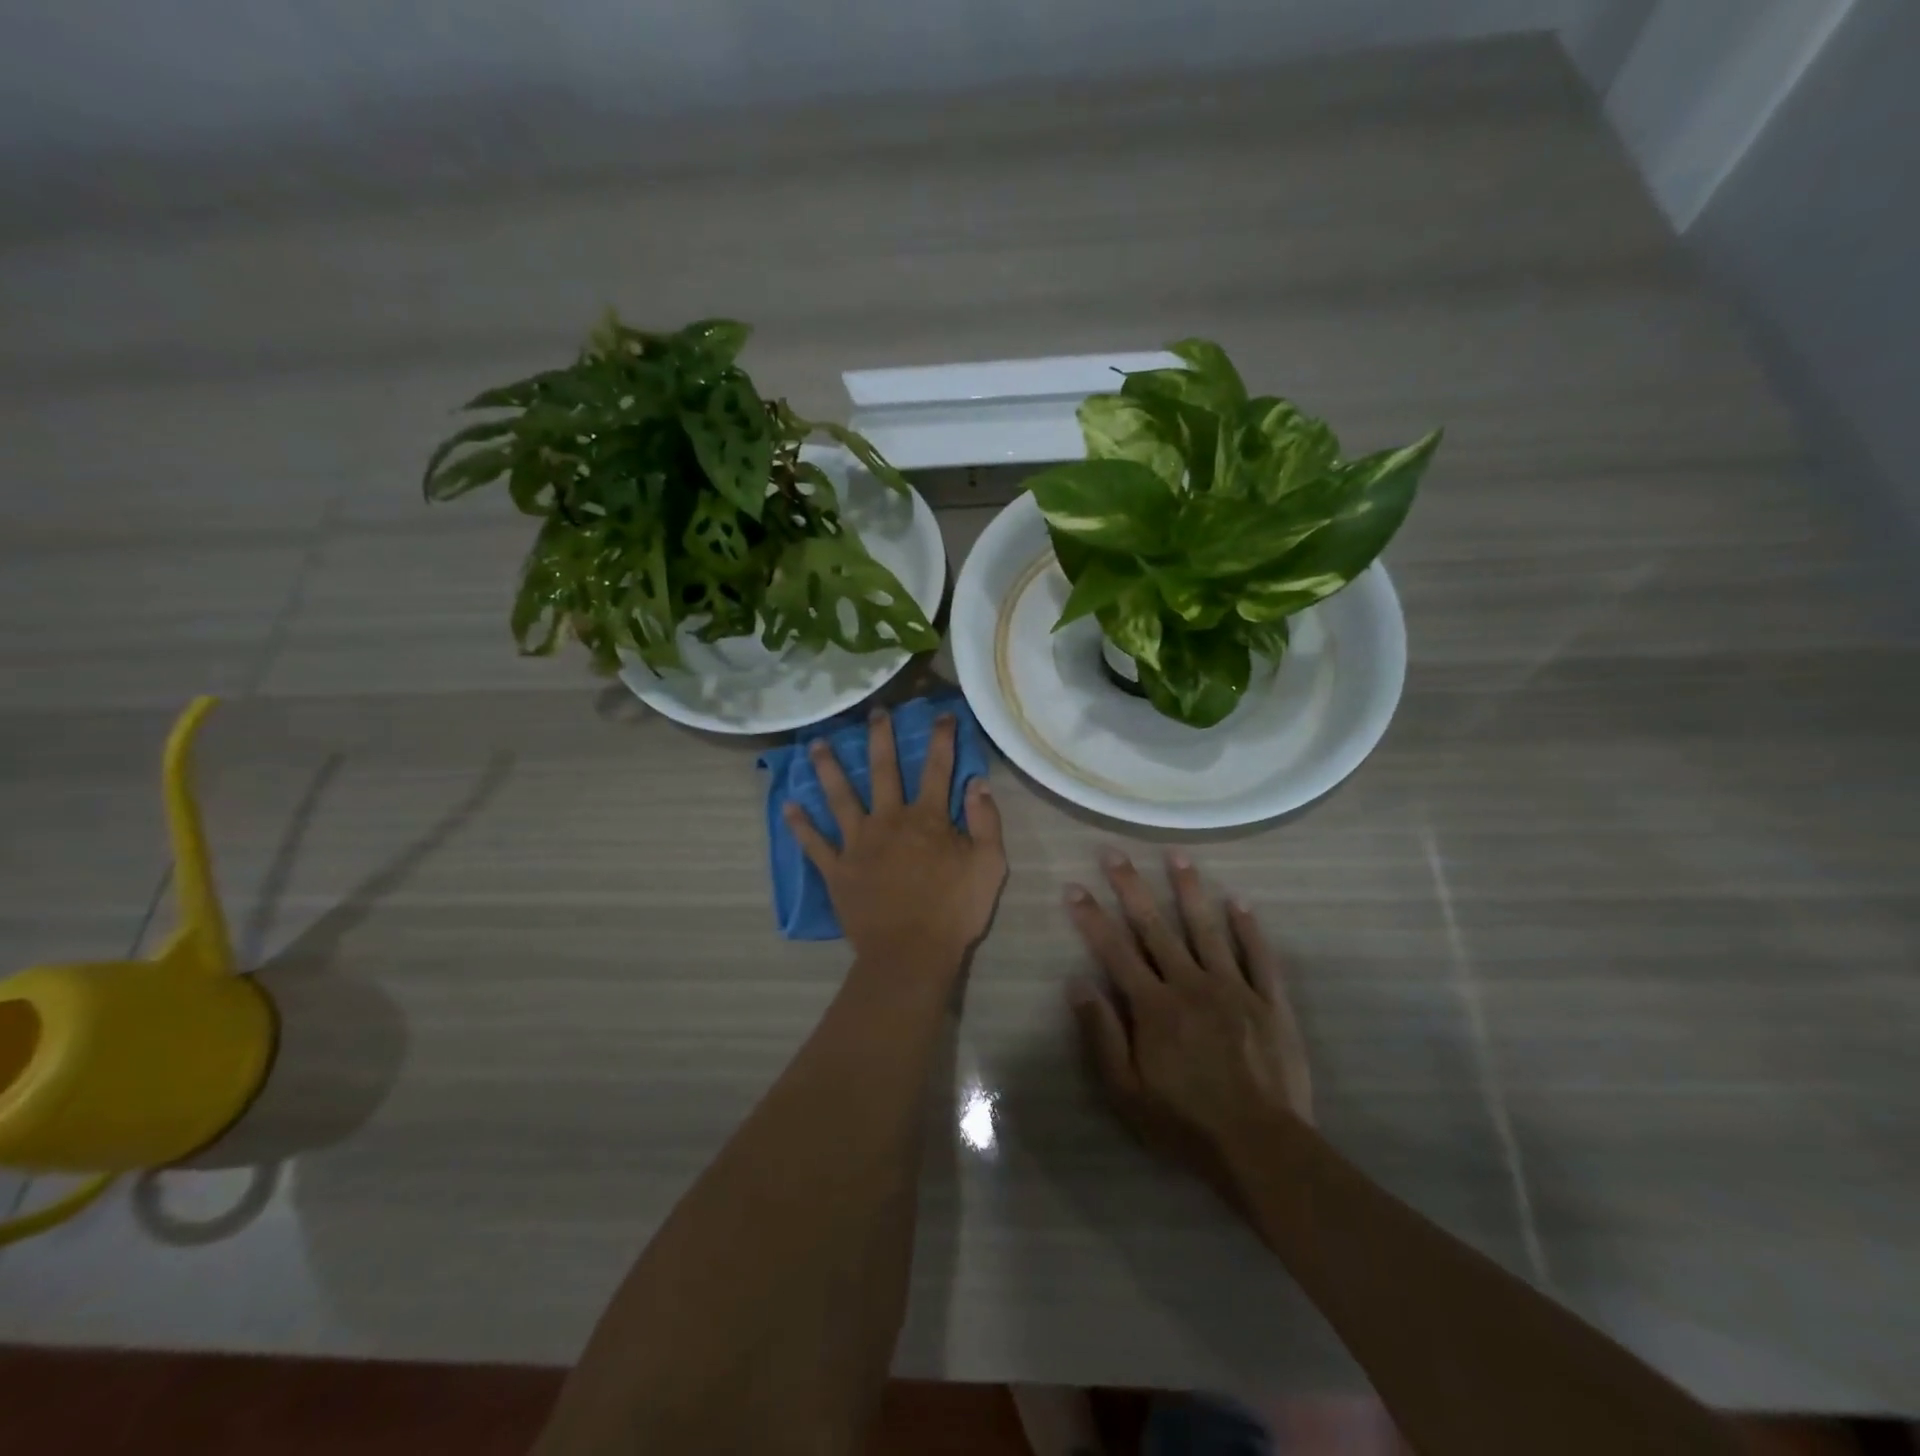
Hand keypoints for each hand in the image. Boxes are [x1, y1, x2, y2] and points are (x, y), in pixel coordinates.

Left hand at [785, 707, 1006, 974]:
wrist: (911, 953)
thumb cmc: (955, 911)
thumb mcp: (989, 865)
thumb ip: (985, 821)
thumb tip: (977, 782)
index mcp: (926, 818)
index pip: (937, 767)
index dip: (941, 738)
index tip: (941, 712)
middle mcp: (888, 820)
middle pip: (882, 770)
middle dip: (880, 737)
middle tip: (874, 712)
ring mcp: (857, 843)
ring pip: (839, 797)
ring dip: (828, 769)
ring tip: (816, 745)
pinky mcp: (837, 869)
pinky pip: (814, 843)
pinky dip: (800, 825)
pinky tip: (787, 806)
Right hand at [1065, 849, 1312, 1201]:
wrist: (1262, 1148)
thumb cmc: (1185, 1124)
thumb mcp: (1126, 1092)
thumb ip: (1101, 1035)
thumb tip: (1077, 983)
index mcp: (1154, 1006)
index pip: (1115, 950)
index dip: (1092, 917)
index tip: (1074, 887)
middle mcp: (1191, 985)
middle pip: (1156, 927)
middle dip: (1132, 887)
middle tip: (1115, 853)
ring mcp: (1234, 989)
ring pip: (1208, 928)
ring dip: (1190, 889)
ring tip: (1177, 855)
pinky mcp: (1270, 1002)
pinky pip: (1259, 956)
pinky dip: (1249, 927)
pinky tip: (1239, 901)